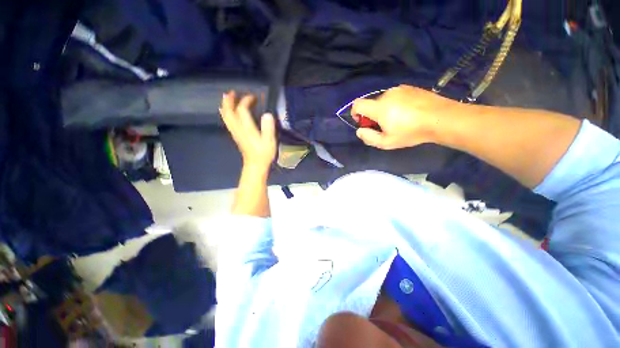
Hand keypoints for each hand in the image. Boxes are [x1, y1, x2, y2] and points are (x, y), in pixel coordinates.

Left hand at [220, 91, 276, 169]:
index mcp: (247, 128)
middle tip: (233, 92)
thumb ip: (268, 127)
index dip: (247, 100)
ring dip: (225, 105)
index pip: (242, 109)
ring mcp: (235, 132)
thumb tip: (267, 114)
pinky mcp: (236, 135)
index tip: (254, 97)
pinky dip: (226, 114)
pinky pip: (227, 121)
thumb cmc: (264, 153)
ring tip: (227, 98)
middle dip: (230, 100)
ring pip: (226, 116)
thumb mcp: (269, 140)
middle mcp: (238, 128)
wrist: (256, 165)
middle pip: (229, 111)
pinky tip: (227, 111)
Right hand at [351, 85, 457, 149]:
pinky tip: (407, 113)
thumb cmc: (411, 132)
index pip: (357, 104)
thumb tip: (359, 130)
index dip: (355, 113)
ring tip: (398, 120)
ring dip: (384, 110)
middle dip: (372, 115)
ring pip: (383, 100)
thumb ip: (369, 137)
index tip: (362, 122)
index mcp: (379, 107)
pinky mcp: (410, 87)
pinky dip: (395, 104)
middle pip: (371, 104)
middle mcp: (387, 94)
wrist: (441, 118)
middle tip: (384, 127)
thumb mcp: (386, 142)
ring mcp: (400, 89)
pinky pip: (395, 96)